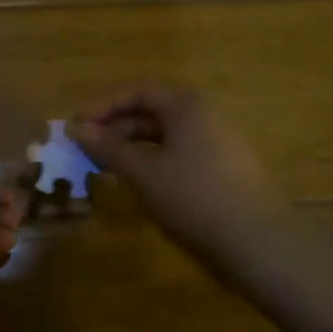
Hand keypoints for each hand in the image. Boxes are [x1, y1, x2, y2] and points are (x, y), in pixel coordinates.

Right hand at [69, 85, 285, 265]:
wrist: (256, 241)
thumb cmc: (193, 197)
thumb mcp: (143, 172)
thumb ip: (108, 148)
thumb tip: (76, 129)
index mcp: (185, 106)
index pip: (137, 91)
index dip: (102, 105)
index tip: (76, 126)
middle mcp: (202, 116)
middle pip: (150, 111)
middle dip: (114, 127)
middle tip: (86, 149)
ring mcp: (214, 142)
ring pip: (163, 135)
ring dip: (130, 146)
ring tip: (105, 167)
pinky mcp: (220, 168)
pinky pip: (176, 153)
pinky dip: (151, 161)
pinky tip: (137, 182)